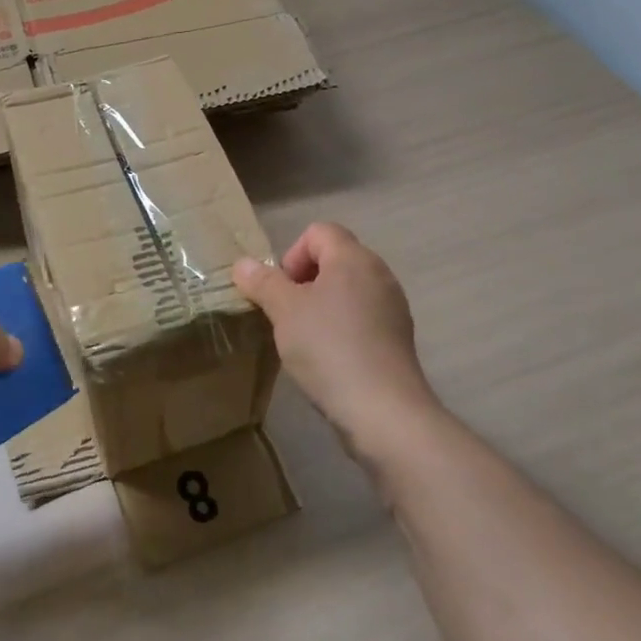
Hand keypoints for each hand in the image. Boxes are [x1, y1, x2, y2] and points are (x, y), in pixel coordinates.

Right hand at [233, 222, 443, 466]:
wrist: (382, 410)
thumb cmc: (328, 347)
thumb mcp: (283, 311)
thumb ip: (262, 282)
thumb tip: (243, 263)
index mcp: (353, 258)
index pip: (319, 231)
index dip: (292, 254)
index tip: (280, 290)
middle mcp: (379, 274)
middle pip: (334, 258)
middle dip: (303, 281)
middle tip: (285, 314)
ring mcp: (392, 307)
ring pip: (347, 290)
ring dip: (320, 306)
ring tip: (303, 338)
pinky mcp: (396, 339)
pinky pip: (361, 318)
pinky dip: (340, 328)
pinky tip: (327, 358)